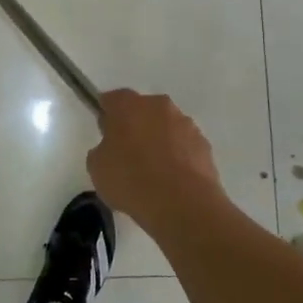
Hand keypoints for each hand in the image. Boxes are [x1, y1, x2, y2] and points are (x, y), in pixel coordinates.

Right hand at [86, 89, 223, 227]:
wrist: (182, 204)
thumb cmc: (131, 180)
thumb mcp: (97, 167)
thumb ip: (102, 149)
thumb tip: (112, 148)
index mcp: (129, 106)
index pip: (113, 99)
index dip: (107, 115)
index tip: (105, 133)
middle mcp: (159, 106)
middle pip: (143, 110)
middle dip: (135, 126)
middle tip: (127, 153)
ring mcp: (186, 124)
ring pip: (166, 127)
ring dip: (159, 141)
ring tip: (152, 172)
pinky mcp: (204, 145)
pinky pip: (184, 146)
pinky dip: (177, 157)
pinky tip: (171, 181)